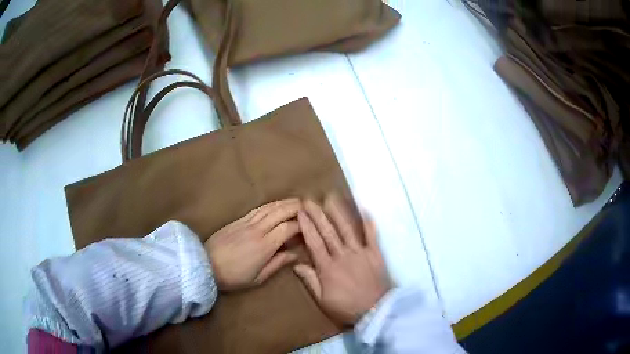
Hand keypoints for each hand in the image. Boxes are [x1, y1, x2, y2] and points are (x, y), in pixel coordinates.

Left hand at [205, 199, 301, 290]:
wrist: (206, 265)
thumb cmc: (233, 276)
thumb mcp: (258, 278)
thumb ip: (278, 264)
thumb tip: (295, 255)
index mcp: (265, 245)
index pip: (288, 228)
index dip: (302, 225)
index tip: (310, 226)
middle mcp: (257, 229)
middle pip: (280, 211)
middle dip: (296, 207)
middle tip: (308, 206)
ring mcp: (246, 222)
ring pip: (269, 207)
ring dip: (284, 202)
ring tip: (296, 202)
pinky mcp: (238, 220)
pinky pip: (258, 209)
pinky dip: (270, 205)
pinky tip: (276, 205)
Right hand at [294, 196, 391, 324]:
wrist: (375, 311)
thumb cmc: (346, 307)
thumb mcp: (322, 300)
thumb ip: (310, 281)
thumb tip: (296, 264)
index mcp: (327, 267)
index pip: (314, 242)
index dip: (306, 226)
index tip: (300, 212)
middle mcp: (342, 255)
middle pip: (328, 232)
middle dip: (317, 214)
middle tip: (310, 200)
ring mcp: (360, 253)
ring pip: (347, 229)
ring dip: (338, 212)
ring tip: (330, 198)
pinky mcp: (374, 253)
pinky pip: (371, 235)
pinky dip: (368, 222)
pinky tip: (365, 209)